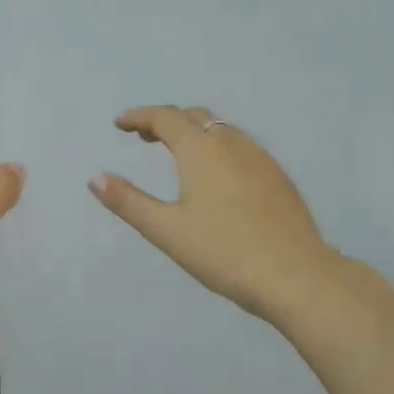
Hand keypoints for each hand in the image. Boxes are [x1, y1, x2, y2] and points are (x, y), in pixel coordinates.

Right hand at [91, 105, 355, 325]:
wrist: (297, 276)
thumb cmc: (224, 253)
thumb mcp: (167, 231)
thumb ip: (129, 202)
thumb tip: (96, 178)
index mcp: (201, 151)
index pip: (165, 118)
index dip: (139, 117)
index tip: (120, 124)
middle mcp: (232, 143)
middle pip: (194, 117)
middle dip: (165, 121)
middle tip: (144, 138)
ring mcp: (260, 158)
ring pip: (221, 129)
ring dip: (193, 131)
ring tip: (176, 153)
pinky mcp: (278, 177)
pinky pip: (240, 145)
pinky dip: (216, 145)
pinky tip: (216, 175)